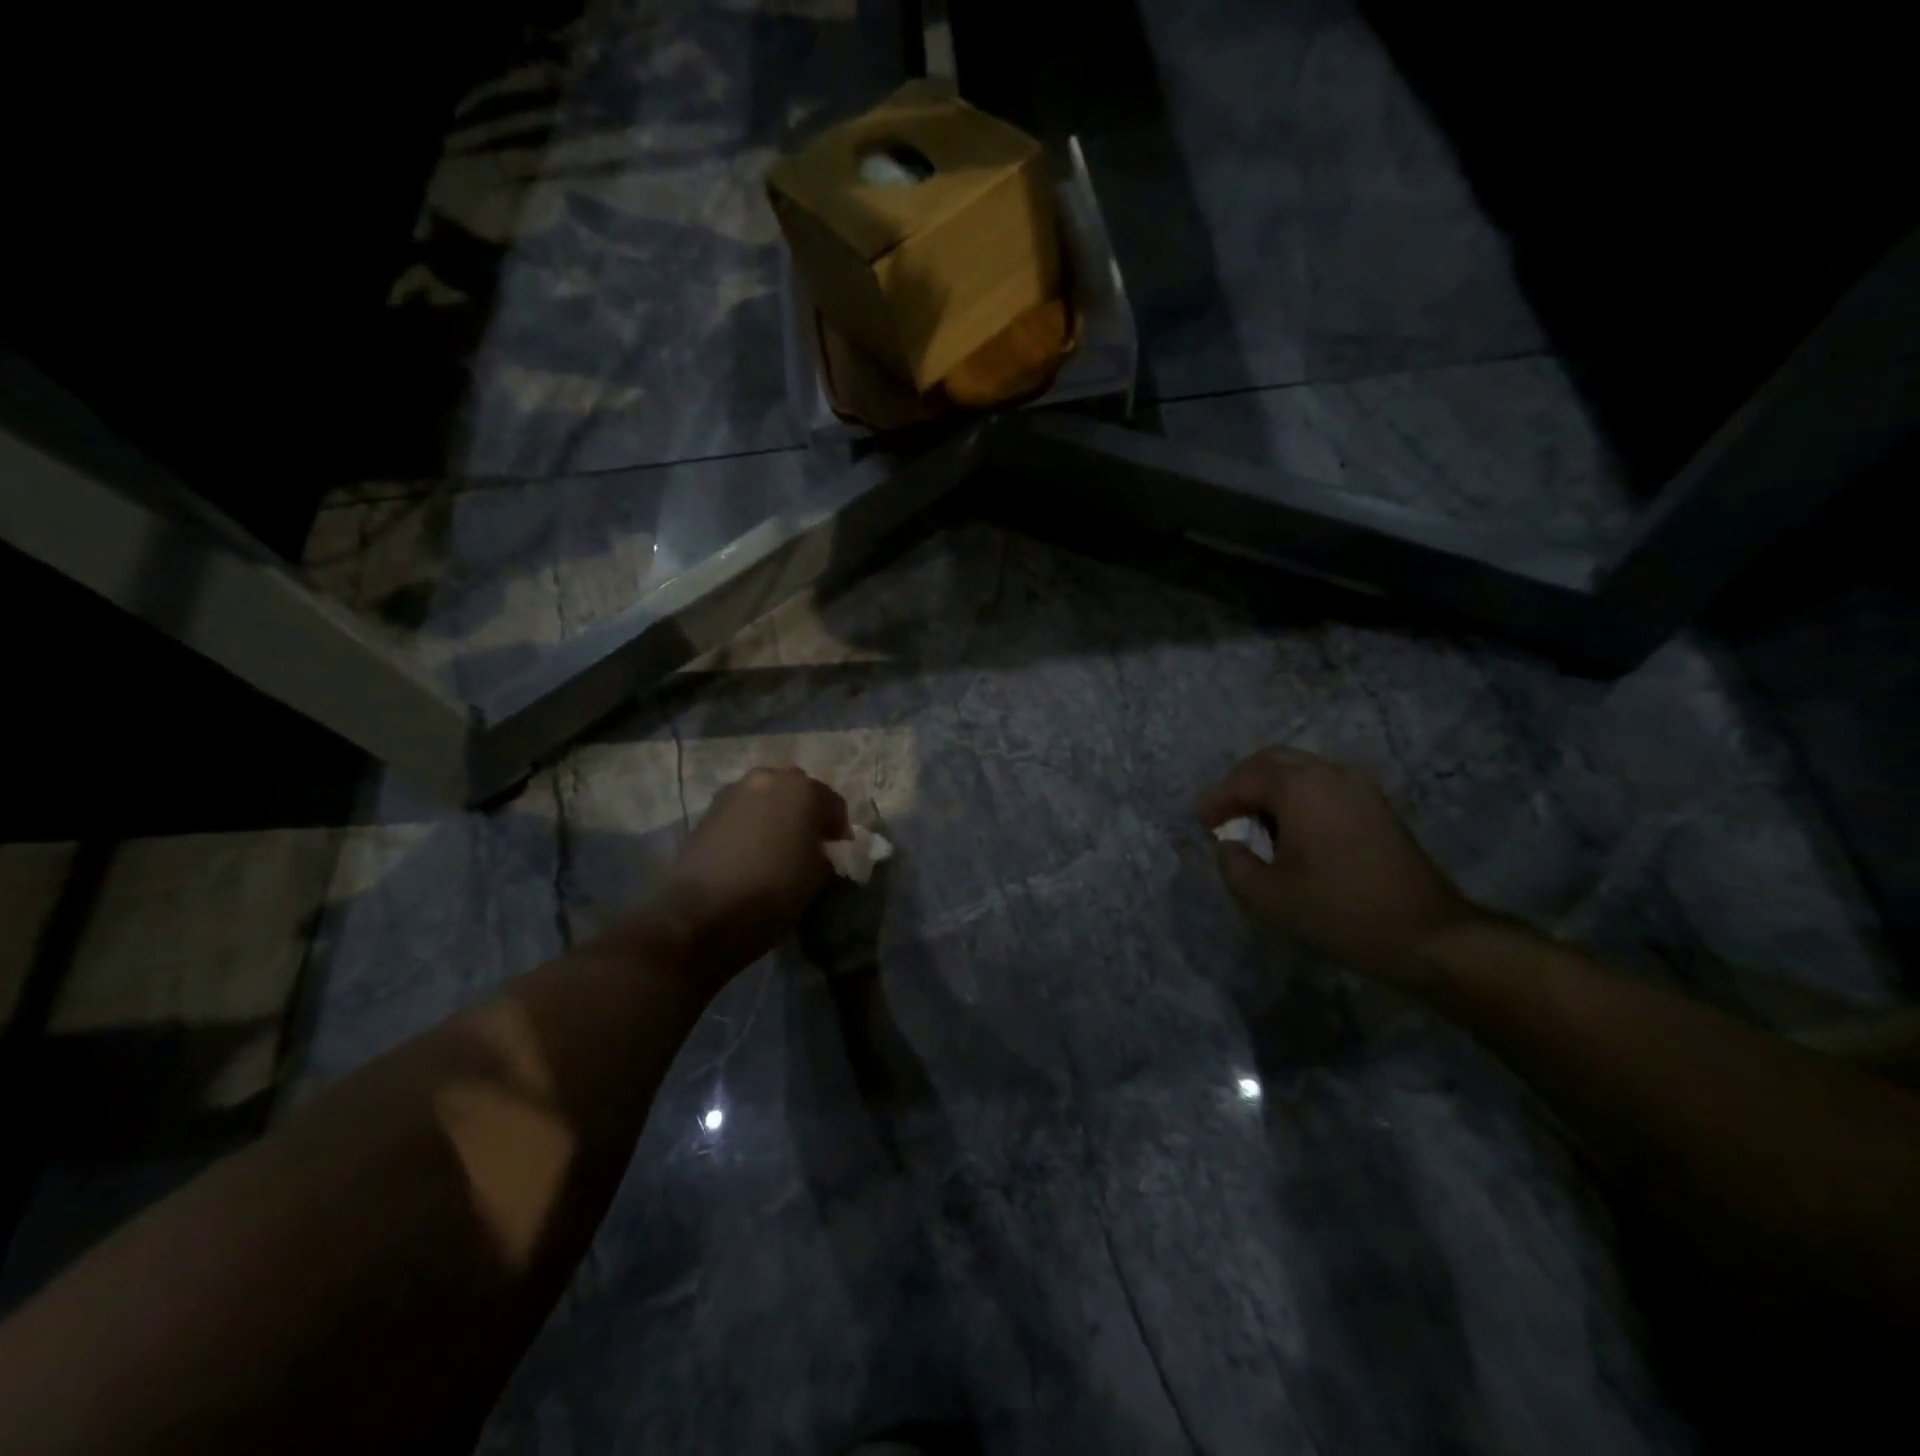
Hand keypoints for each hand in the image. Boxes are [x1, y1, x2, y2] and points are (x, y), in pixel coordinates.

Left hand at [644, 766, 849, 983]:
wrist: (701, 914)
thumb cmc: (772, 892)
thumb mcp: (816, 877)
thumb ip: (822, 852)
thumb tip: (816, 848)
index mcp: (802, 790)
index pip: (833, 802)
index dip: (839, 826)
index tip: (840, 848)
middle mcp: (767, 779)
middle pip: (796, 790)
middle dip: (806, 811)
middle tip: (811, 839)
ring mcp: (733, 792)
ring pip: (766, 796)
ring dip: (777, 813)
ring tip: (780, 844)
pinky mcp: (707, 812)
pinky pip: (742, 811)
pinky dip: (752, 823)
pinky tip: (753, 849)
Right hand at [1196, 747, 1485, 985]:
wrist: (1425, 934)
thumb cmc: (1339, 911)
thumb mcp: (1267, 898)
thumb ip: (1234, 864)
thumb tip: (1230, 845)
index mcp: (1299, 788)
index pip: (1243, 779)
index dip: (1217, 799)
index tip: (1202, 823)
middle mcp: (1329, 773)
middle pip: (1272, 761)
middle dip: (1242, 784)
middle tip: (1225, 815)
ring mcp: (1359, 786)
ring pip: (1300, 770)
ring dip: (1270, 789)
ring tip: (1255, 824)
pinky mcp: (1376, 805)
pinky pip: (1323, 784)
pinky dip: (1297, 797)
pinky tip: (1291, 832)